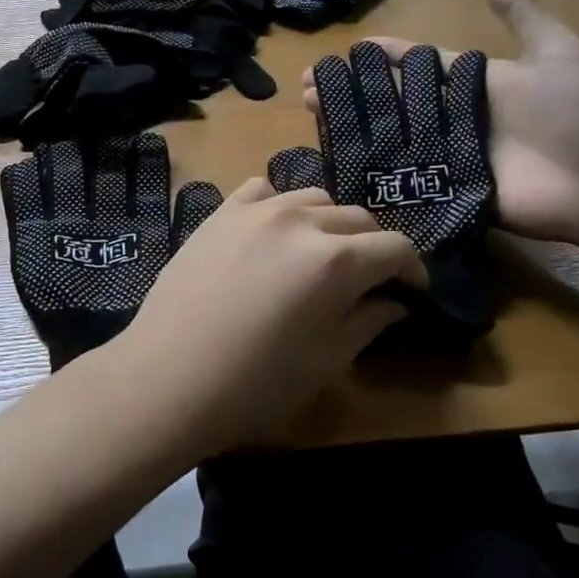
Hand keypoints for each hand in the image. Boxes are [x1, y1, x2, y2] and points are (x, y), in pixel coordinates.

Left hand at [107, 177, 424, 456]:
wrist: (165, 379)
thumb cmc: (252, 387)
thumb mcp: (323, 363)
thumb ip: (366, 323)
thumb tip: (394, 303)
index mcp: (335, 261)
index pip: (395, 247)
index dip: (413, 269)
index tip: (414, 291)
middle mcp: (300, 221)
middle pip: (358, 218)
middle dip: (374, 247)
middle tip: (370, 280)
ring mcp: (256, 211)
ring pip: (314, 198)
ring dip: (330, 223)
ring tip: (322, 253)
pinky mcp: (220, 213)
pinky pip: (263, 190)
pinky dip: (280, 205)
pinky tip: (274, 231)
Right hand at [302, 0, 578, 246]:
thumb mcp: (557, 52)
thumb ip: (520, 12)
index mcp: (469, 82)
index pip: (414, 64)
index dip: (381, 56)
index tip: (345, 51)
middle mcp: (451, 116)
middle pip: (391, 100)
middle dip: (351, 92)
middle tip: (309, 88)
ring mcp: (447, 154)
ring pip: (389, 135)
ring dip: (350, 125)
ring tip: (312, 116)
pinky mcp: (447, 189)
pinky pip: (404, 176)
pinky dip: (372, 168)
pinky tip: (337, 158)